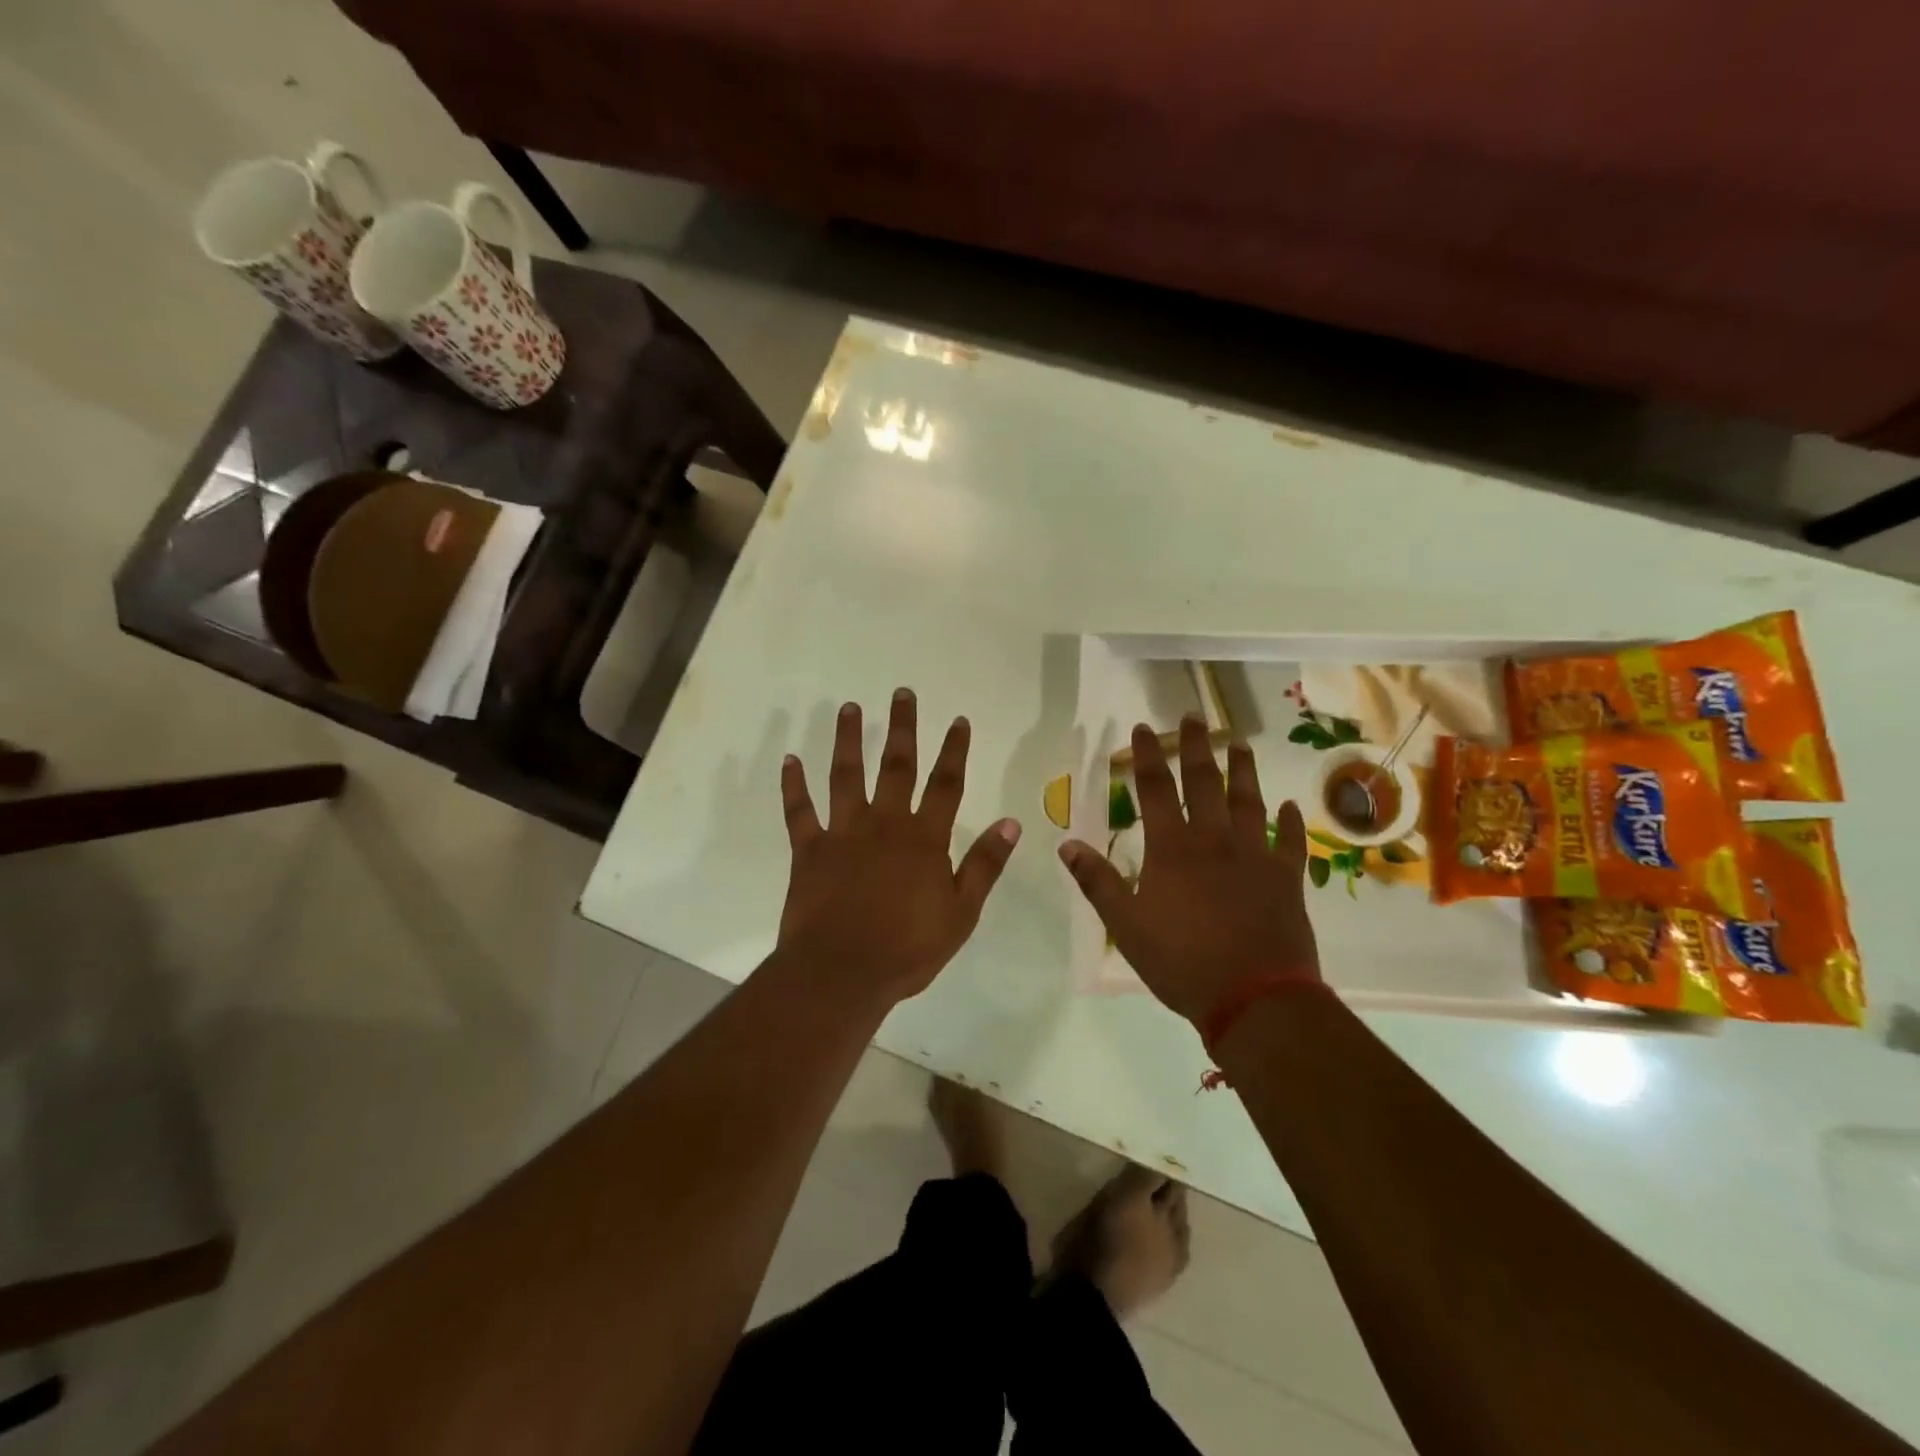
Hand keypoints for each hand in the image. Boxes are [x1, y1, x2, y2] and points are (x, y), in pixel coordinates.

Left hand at [778, 689, 1021, 1003]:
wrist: (842, 973)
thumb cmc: (908, 949)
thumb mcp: (961, 913)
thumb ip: (984, 865)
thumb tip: (1011, 822)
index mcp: (924, 839)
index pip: (945, 784)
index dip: (954, 750)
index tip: (957, 719)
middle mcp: (884, 824)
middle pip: (896, 766)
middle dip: (901, 727)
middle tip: (901, 693)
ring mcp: (842, 833)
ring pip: (845, 776)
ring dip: (847, 740)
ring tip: (848, 708)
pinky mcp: (808, 850)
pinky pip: (799, 811)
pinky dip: (793, 785)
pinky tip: (790, 760)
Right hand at [1058, 716, 1319, 1024]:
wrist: (1254, 999)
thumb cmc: (1182, 962)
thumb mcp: (1125, 925)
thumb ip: (1097, 881)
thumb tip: (1066, 843)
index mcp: (1173, 849)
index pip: (1156, 789)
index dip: (1148, 757)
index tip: (1144, 728)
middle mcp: (1215, 841)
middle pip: (1205, 782)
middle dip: (1197, 747)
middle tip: (1195, 716)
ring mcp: (1256, 857)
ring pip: (1250, 802)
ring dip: (1244, 770)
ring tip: (1240, 742)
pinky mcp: (1287, 880)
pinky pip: (1291, 843)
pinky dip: (1291, 823)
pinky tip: (1291, 806)